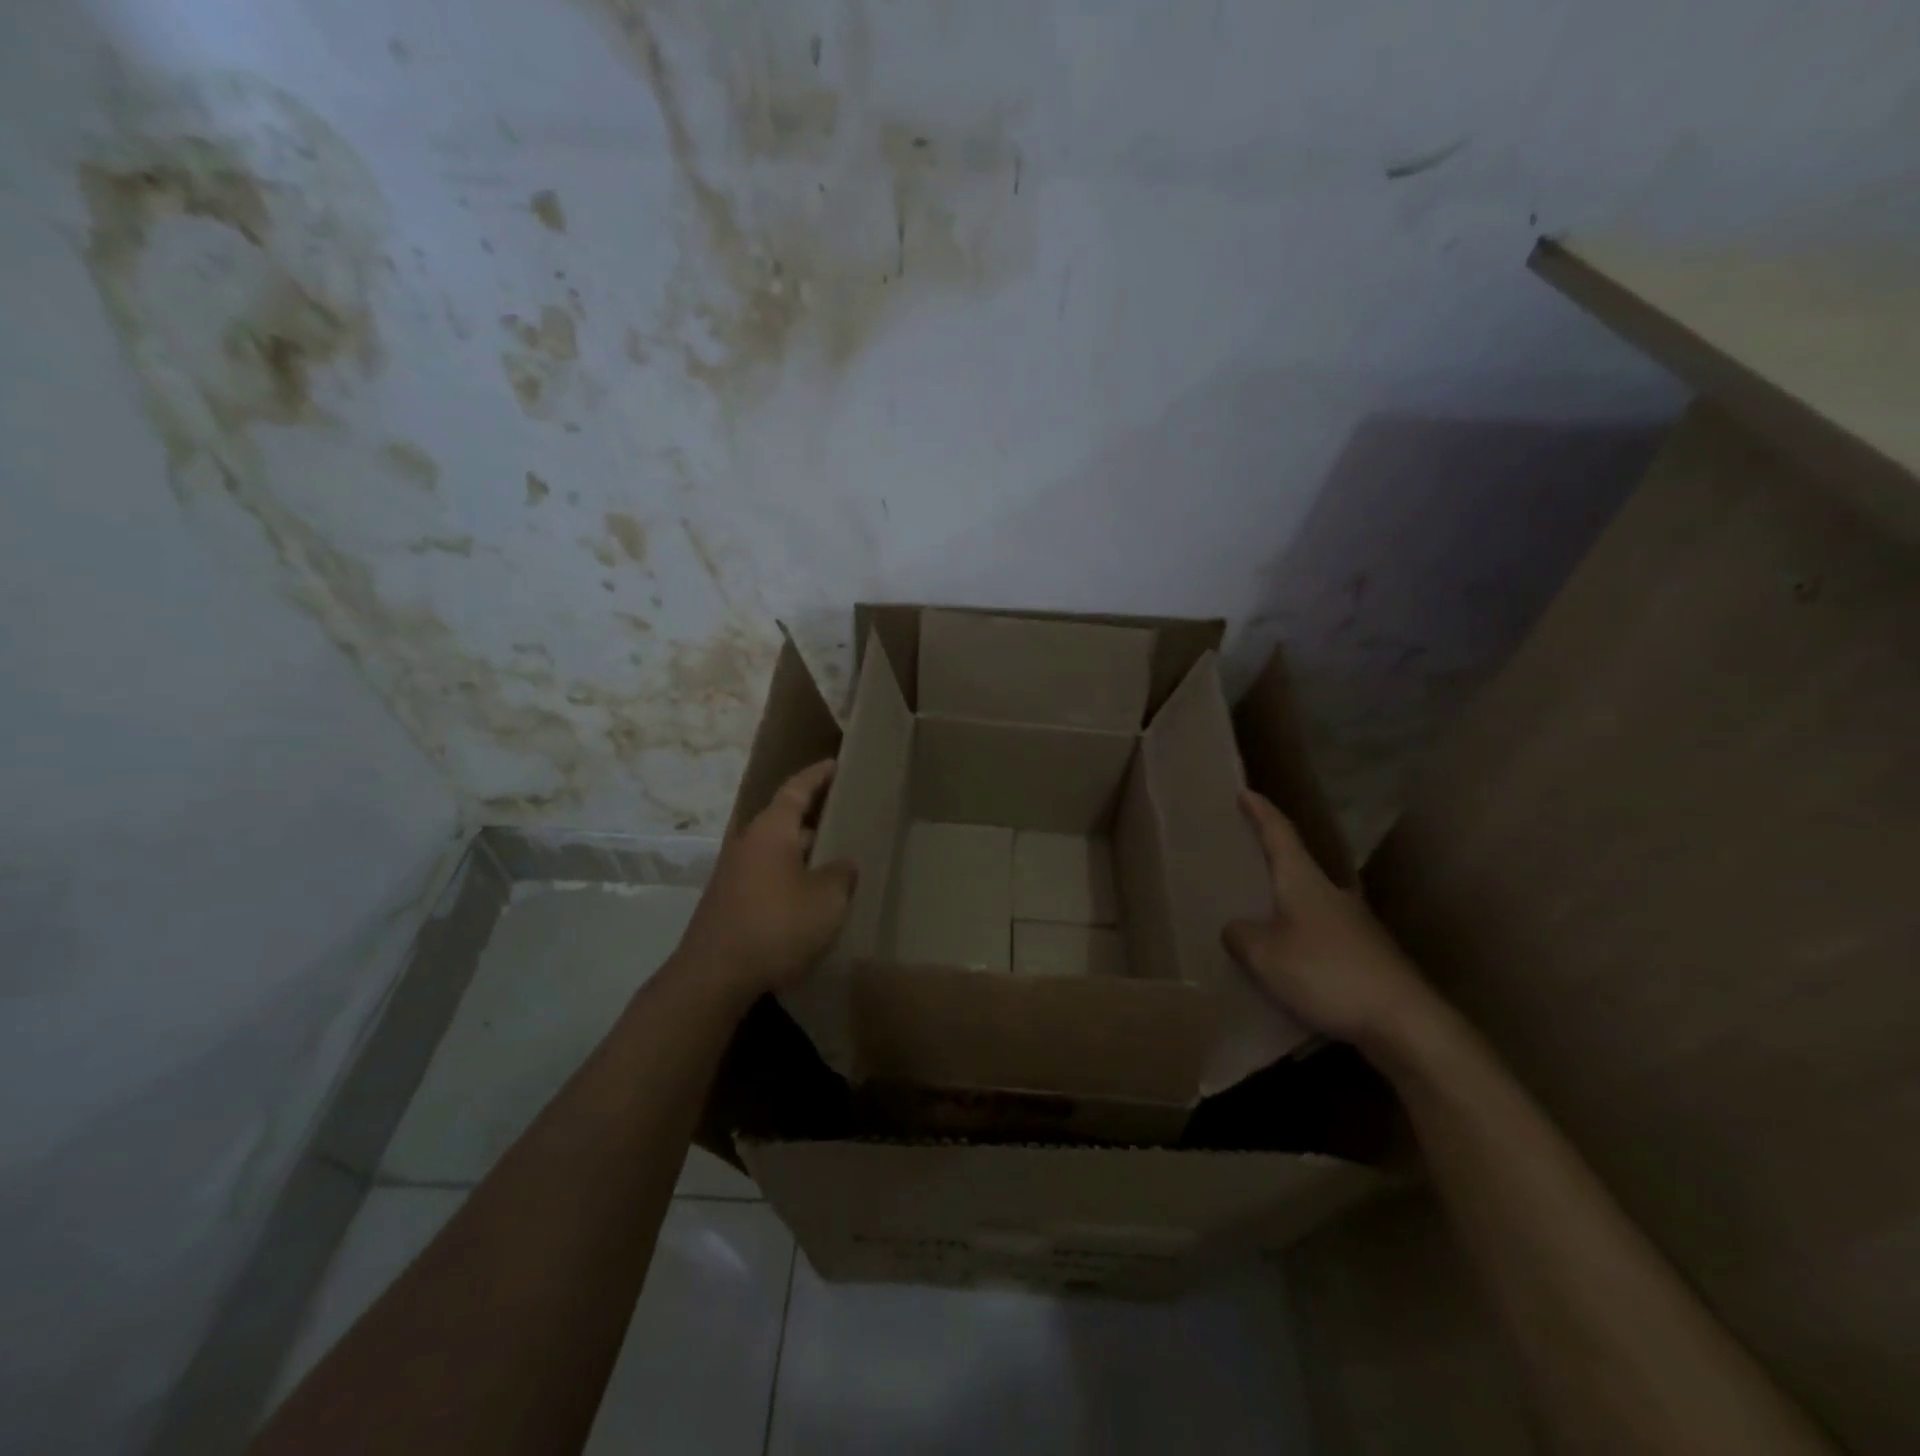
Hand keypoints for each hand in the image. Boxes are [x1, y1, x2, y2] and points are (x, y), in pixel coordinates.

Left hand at [675, 760, 856, 1001]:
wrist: (714, 976)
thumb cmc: (777, 925)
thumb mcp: (827, 899)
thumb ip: (841, 874)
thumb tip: (843, 864)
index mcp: (771, 830)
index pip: (796, 789)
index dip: (818, 776)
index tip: (836, 764)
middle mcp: (748, 843)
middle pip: (784, 820)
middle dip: (814, 818)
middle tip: (845, 817)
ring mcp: (734, 873)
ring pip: (776, 851)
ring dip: (803, 852)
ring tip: (834, 860)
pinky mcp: (729, 902)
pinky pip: (767, 876)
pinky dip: (789, 876)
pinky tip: (809, 898)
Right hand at [1224, 789, 1443, 1053]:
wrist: (1405, 1023)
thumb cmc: (1326, 974)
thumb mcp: (1264, 955)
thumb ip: (1241, 936)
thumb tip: (1236, 928)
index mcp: (1305, 882)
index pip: (1279, 834)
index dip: (1261, 813)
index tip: (1244, 792)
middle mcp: (1332, 893)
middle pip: (1298, 865)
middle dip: (1273, 858)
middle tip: (1245, 854)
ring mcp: (1355, 925)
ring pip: (1311, 902)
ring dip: (1286, 902)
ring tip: (1259, 913)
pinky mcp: (1367, 955)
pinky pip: (1321, 934)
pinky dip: (1300, 936)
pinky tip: (1288, 958)